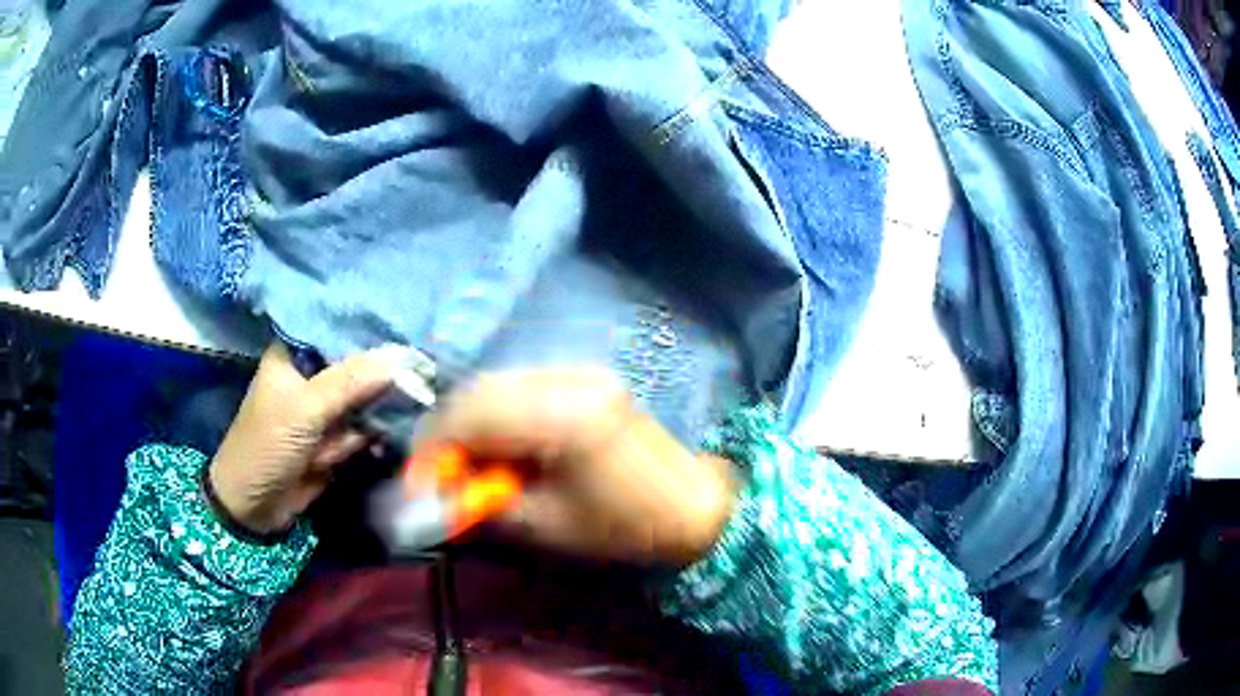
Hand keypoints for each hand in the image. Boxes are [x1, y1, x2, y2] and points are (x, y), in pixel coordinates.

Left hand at [208, 343, 394, 534]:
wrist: (254, 506)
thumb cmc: (267, 446)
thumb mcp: (304, 409)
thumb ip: (349, 382)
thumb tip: (399, 360)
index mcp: (294, 355)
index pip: (336, 331)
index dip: (369, 333)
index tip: (407, 331)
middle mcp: (311, 377)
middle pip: (356, 366)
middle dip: (381, 376)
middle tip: (417, 376)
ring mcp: (324, 410)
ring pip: (364, 399)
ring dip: (376, 413)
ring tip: (369, 429)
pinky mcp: (334, 439)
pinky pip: (363, 429)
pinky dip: (371, 437)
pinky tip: (378, 443)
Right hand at [413, 369, 738, 566]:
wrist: (693, 505)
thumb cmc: (624, 528)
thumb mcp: (546, 526)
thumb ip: (485, 503)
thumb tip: (438, 493)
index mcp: (562, 417)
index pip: (471, 415)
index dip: (434, 447)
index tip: (418, 480)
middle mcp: (568, 378)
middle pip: (479, 390)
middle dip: (447, 430)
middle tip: (438, 471)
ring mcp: (580, 371)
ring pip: (497, 384)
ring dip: (470, 419)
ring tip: (467, 461)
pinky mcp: (586, 376)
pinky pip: (522, 386)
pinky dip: (498, 412)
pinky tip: (501, 443)